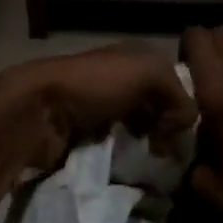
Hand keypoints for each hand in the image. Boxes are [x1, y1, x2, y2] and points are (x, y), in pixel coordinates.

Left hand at [0, 45, 196, 174]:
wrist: (38, 111)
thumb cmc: (95, 85)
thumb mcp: (148, 74)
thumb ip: (179, 95)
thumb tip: (183, 128)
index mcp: (135, 57)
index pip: (175, 81)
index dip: (184, 106)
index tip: (183, 132)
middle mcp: (120, 79)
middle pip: (158, 106)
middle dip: (168, 129)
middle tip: (169, 152)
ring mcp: (101, 108)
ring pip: (139, 128)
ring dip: (148, 145)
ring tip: (153, 162)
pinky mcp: (86, 135)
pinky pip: (118, 147)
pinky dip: (126, 157)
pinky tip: (131, 166)